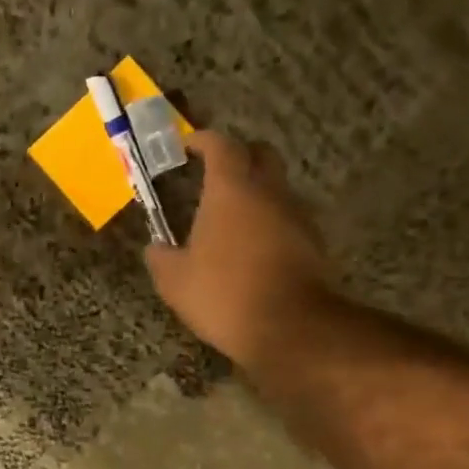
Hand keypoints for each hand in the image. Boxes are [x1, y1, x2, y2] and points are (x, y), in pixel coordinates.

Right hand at [145, 131, 332, 370]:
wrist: (290, 327)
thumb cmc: (224, 294)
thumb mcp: (175, 281)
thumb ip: (161, 258)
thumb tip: (156, 249)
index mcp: (231, 189)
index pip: (221, 145)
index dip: (203, 140)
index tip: (188, 145)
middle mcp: (269, 192)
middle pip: (260, 154)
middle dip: (239, 155)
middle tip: (215, 173)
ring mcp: (296, 215)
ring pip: (277, 187)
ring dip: (256, 192)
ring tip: (231, 218)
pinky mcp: (313, 242)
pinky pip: (287, 218)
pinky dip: (269, 222)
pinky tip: (252, 247)